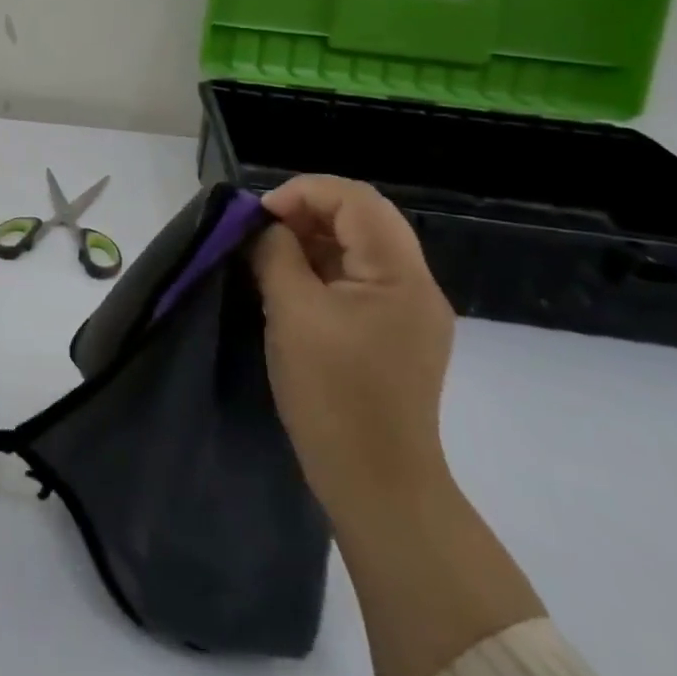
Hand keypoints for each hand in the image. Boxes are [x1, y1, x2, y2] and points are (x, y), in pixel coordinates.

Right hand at [251, 175, 454, 515]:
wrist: (377, 483)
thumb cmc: (332, 393)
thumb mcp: (292, 313)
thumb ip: (276, 255)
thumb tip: (265, 228)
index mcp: (400, 275)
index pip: (356, 200)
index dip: (304, 192)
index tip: (260, 215)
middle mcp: (416, 285)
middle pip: (363, 218)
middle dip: (308, 212)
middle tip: (263, 231)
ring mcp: (410, 311)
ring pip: (361, 247)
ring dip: (314, 239)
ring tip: (271, 256)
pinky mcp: (397, 334)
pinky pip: (360, 279)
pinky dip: (324, 268)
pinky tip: (292, 285)